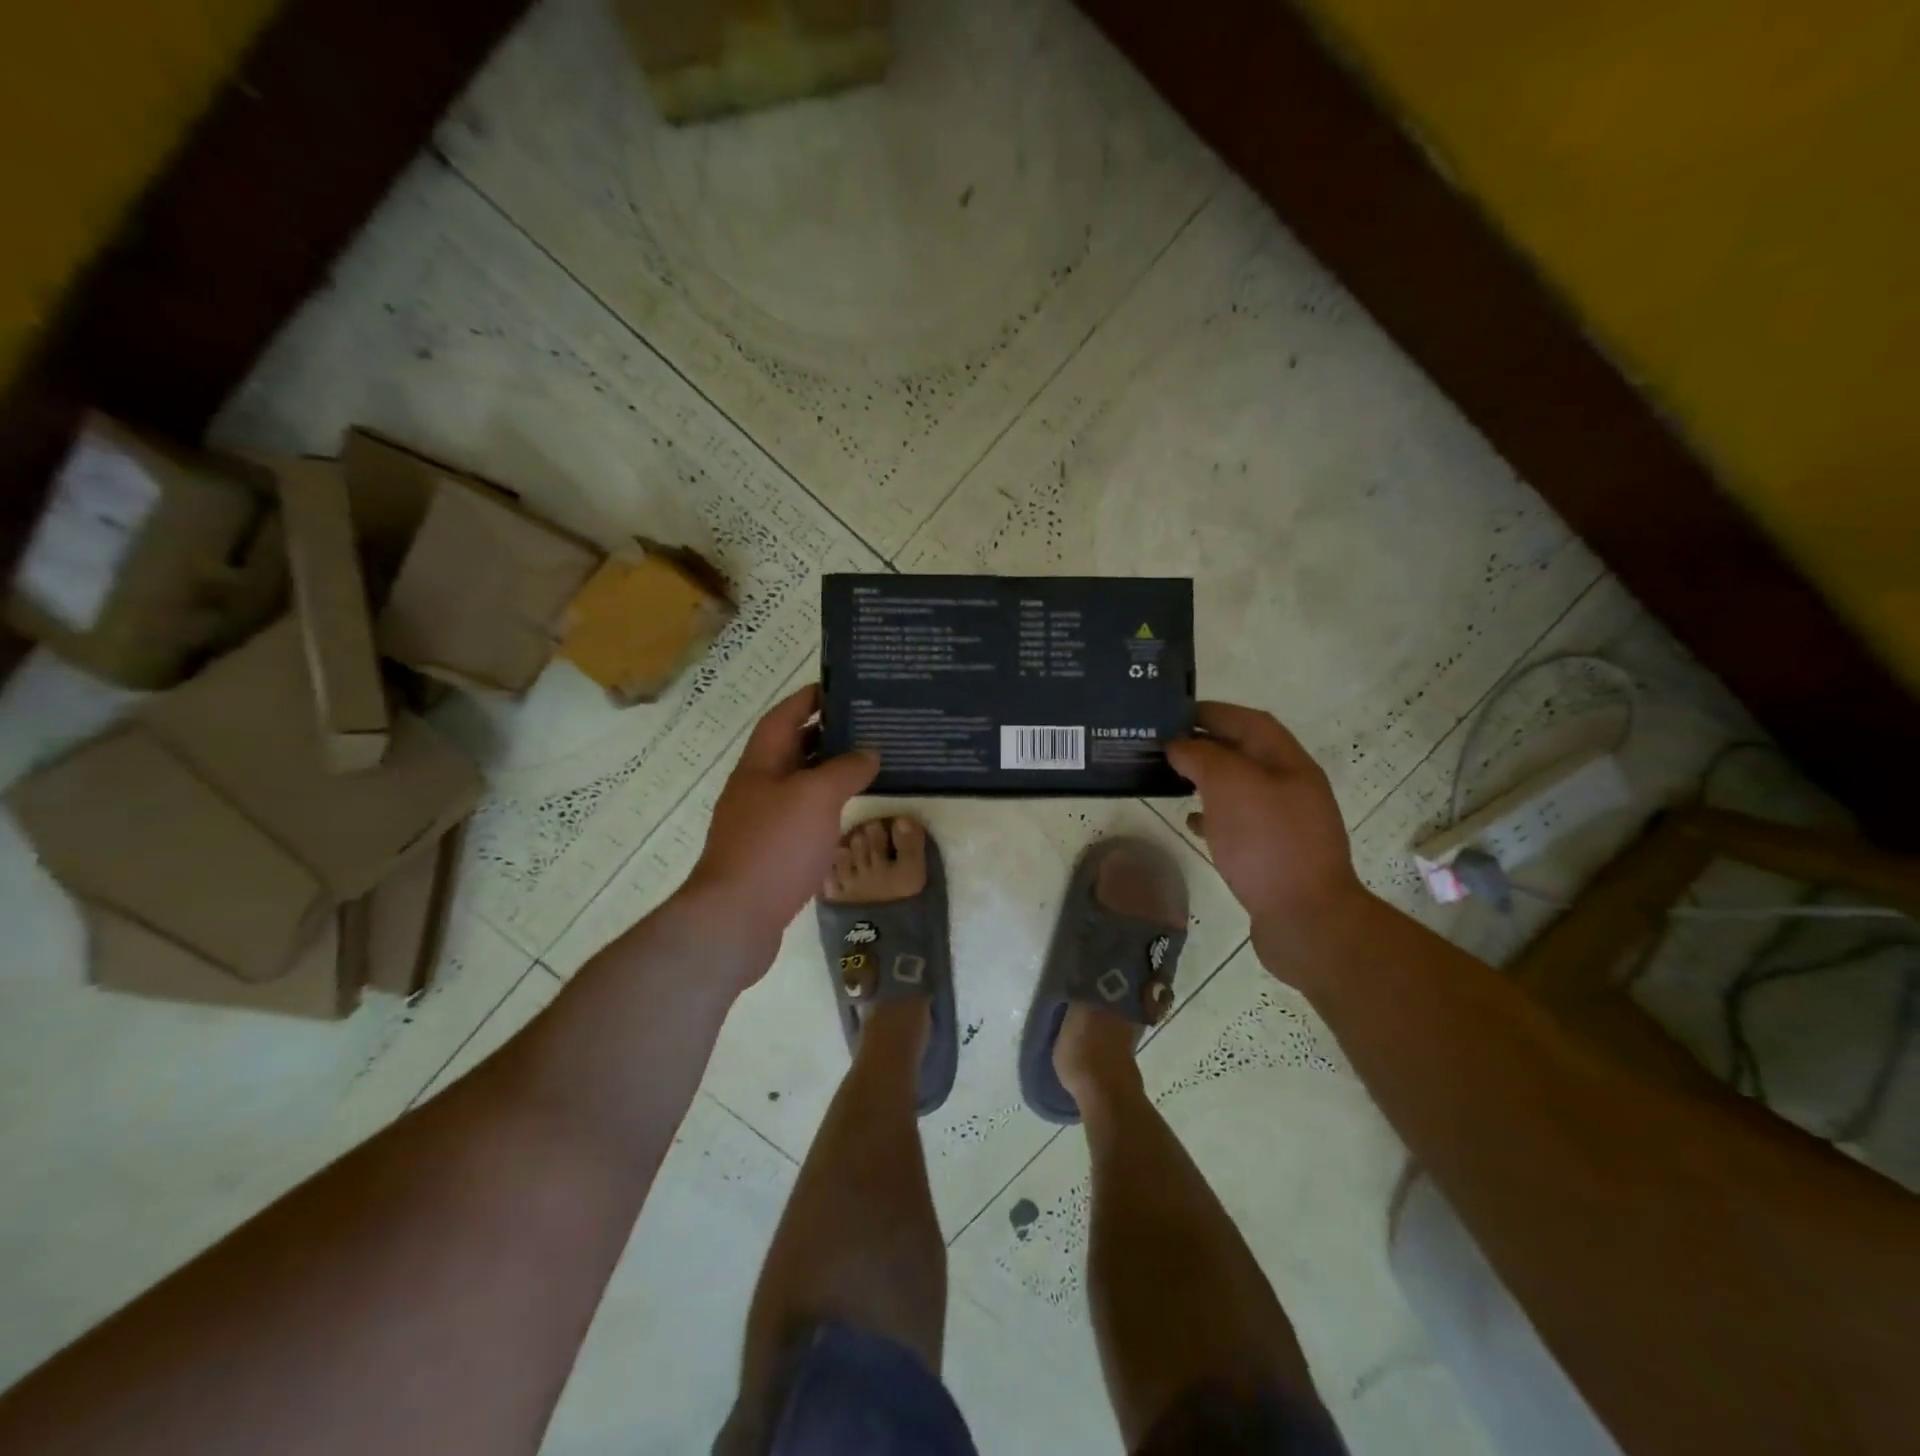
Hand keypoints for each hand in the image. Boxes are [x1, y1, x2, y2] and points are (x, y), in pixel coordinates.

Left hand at [685, 685, 878, 955]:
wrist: (735, 918)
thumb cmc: (775, 846)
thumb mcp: (816, 796)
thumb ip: (845, 769)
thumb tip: (868, 752)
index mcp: (760, 765)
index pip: (784, 717)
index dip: (809, 699)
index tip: (841, 687)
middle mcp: (756, 788)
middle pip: (790, 750)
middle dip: (825, 735)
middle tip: (866, 727)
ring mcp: (760, 823)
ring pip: (797, 786)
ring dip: (827, 774)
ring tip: (866, 767)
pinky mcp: (769, 855)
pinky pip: (800, 818)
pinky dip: (824, 809)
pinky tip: (846, 816)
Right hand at [1165, 703, 1368, 962]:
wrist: (1306, 920)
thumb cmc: (1268, 843)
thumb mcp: (1230, 786)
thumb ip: (1202, 757)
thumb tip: (1179, 745)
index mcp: (1288, 763)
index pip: (1249, 722)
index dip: (1213, 713)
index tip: (1173, 714)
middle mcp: (1291, 788)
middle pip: (1245, 753)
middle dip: (1207, 745)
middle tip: (1164, 747)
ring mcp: (1285, 823)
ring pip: (1240, 788)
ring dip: (1208, 779)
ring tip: (1171, 780)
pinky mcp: (1273, 855)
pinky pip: (1239, 823)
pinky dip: (1214, 816)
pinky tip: (1192, 823)